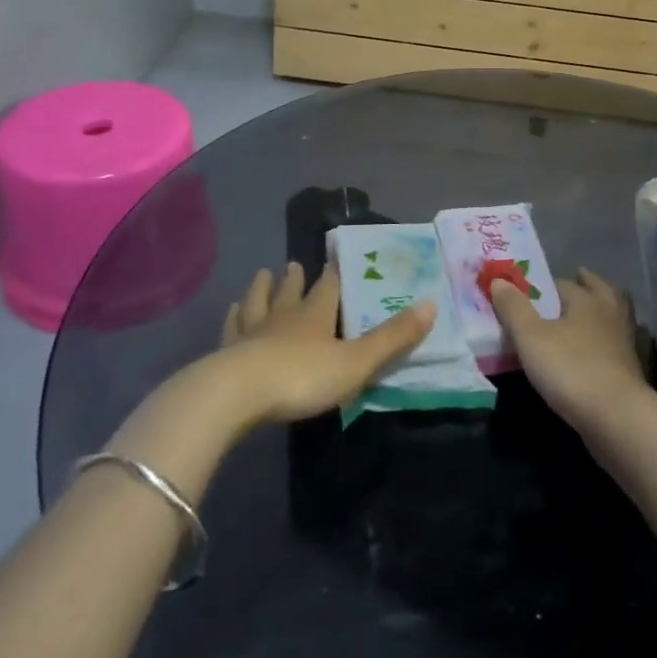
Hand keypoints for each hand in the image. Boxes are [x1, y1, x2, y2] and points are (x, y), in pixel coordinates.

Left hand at [202, 262, 433, 428]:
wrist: (235, 396)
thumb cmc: (301, 377)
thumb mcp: (356, 362)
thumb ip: (392, 338)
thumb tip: (432, 304)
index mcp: (315, 315)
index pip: (327, 288)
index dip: (333, 276)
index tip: (334, 261)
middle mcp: (283, 317)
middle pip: (290, 291)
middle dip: (295, 279)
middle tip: (294, 263)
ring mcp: (250, 333)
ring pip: (257, 303)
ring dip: (262, 289)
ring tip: (262, 275)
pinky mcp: (224, 353)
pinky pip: (231, 328)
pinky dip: (233, 317)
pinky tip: (231, 311)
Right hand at [491, 267, 649, 430]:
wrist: (616, 418)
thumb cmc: (570, 369)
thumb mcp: (530, 337)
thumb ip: (513, 307)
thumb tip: (498, 279)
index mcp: (587, 299)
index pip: (563, 282)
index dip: (544, 285)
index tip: (530, 292)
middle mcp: (609, 313)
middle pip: (599, 291)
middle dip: (585, 286)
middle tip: (572, 285)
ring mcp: (624, 342)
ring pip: (611, 316)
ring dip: (598, 313)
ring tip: (578, 319)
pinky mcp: (629, 370)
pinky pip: (613, 345)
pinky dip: (602, 342)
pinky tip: (589, 353)